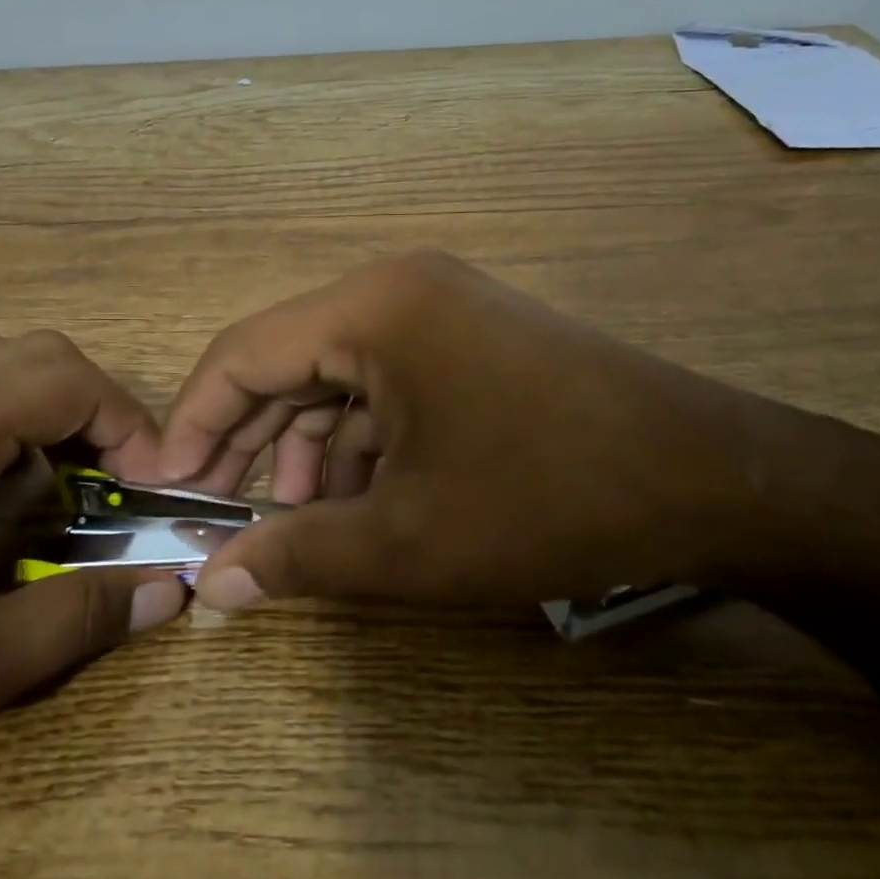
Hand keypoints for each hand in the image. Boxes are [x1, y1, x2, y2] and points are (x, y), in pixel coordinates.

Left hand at [0, 331, 186, 804]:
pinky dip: (10, 417)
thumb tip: (168, 592)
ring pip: (2, 363)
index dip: (133, 427)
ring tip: (70, 485)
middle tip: (119, 483)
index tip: (154, 492)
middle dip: (101, 411)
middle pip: (44, 356)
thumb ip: (77, 620)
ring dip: (55, 410)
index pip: (75, 381)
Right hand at [158, 250, 806, 611]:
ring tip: (299, 521)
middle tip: (222, 514)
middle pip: (289, 361)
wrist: (711, 477)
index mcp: (372, 308)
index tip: (168, 487)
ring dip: (309, 448)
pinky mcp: (472, 338)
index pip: (244, 353)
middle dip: (251, 441)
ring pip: (338, 377)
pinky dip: (362, 440)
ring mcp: (441, 309)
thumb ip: (298, 556)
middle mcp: (398, 289)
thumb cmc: (546, 498)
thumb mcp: (408, 540)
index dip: (195, 422)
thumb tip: (212, 589)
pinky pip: (388, 383)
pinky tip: (361, 498)